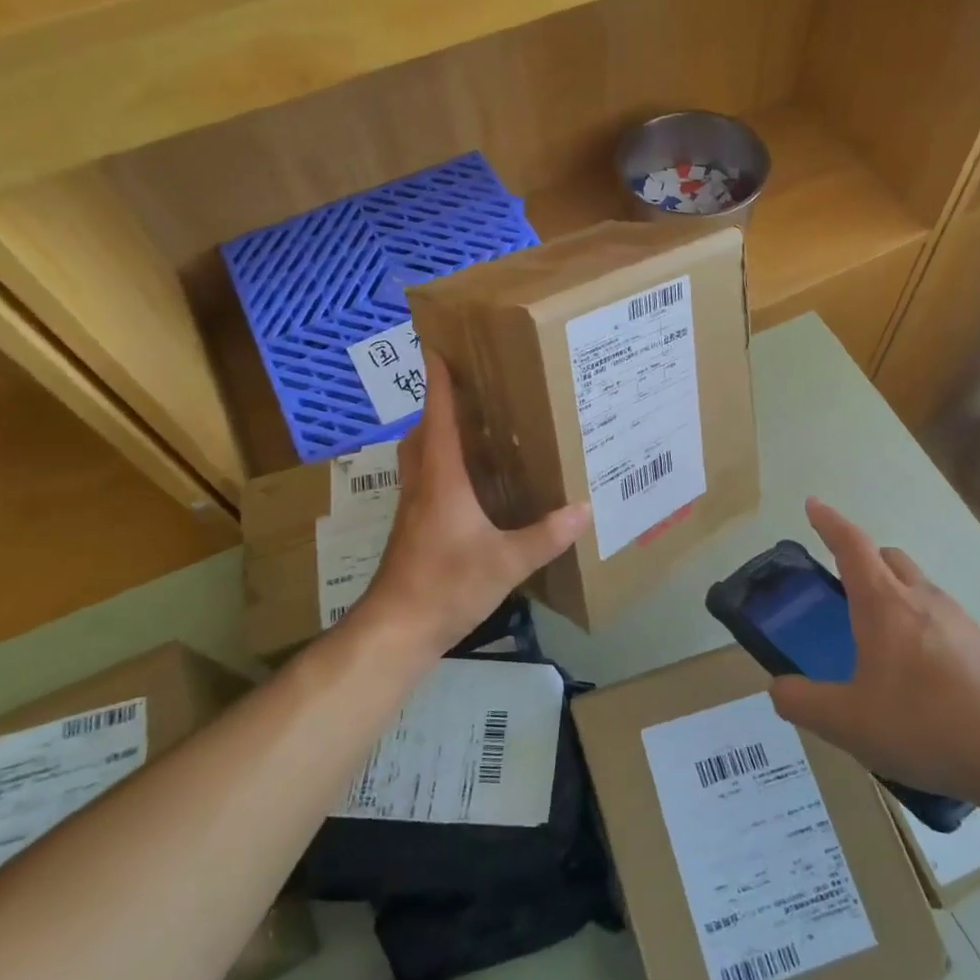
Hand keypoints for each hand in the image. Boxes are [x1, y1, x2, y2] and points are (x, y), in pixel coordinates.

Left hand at [356, 356, 590, 654]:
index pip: (439, 419)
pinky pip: (425, 482)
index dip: (439, 384)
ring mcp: (412, 510)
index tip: (436, 350)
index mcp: (442, 480)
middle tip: (465, 390)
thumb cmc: (446, 585)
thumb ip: (546, 536)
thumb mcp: (505, 562)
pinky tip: (466, 485)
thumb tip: (584, 509)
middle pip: (422, 434)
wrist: (396, 629)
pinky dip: (440, 467)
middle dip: (437, 407)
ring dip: (436, 436)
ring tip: (469, 430)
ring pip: (419, 458)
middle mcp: (422, 486)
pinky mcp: (412, 531)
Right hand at [769, 499, 979, 809]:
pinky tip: (919, 676)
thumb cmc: (924, 725)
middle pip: (890, 558)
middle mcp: (923, 600)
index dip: (830, 522)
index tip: (813, 505)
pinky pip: (944, 621)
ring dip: (895, 595)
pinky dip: (922, 628)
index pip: (852, 545)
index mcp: (884, 604)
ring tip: (880, 639)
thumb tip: (779, 689)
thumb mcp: (846, 722)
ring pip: (920, 588)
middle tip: (843, 583)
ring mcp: (961, 622)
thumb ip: (802, 702)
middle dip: (864, 558)